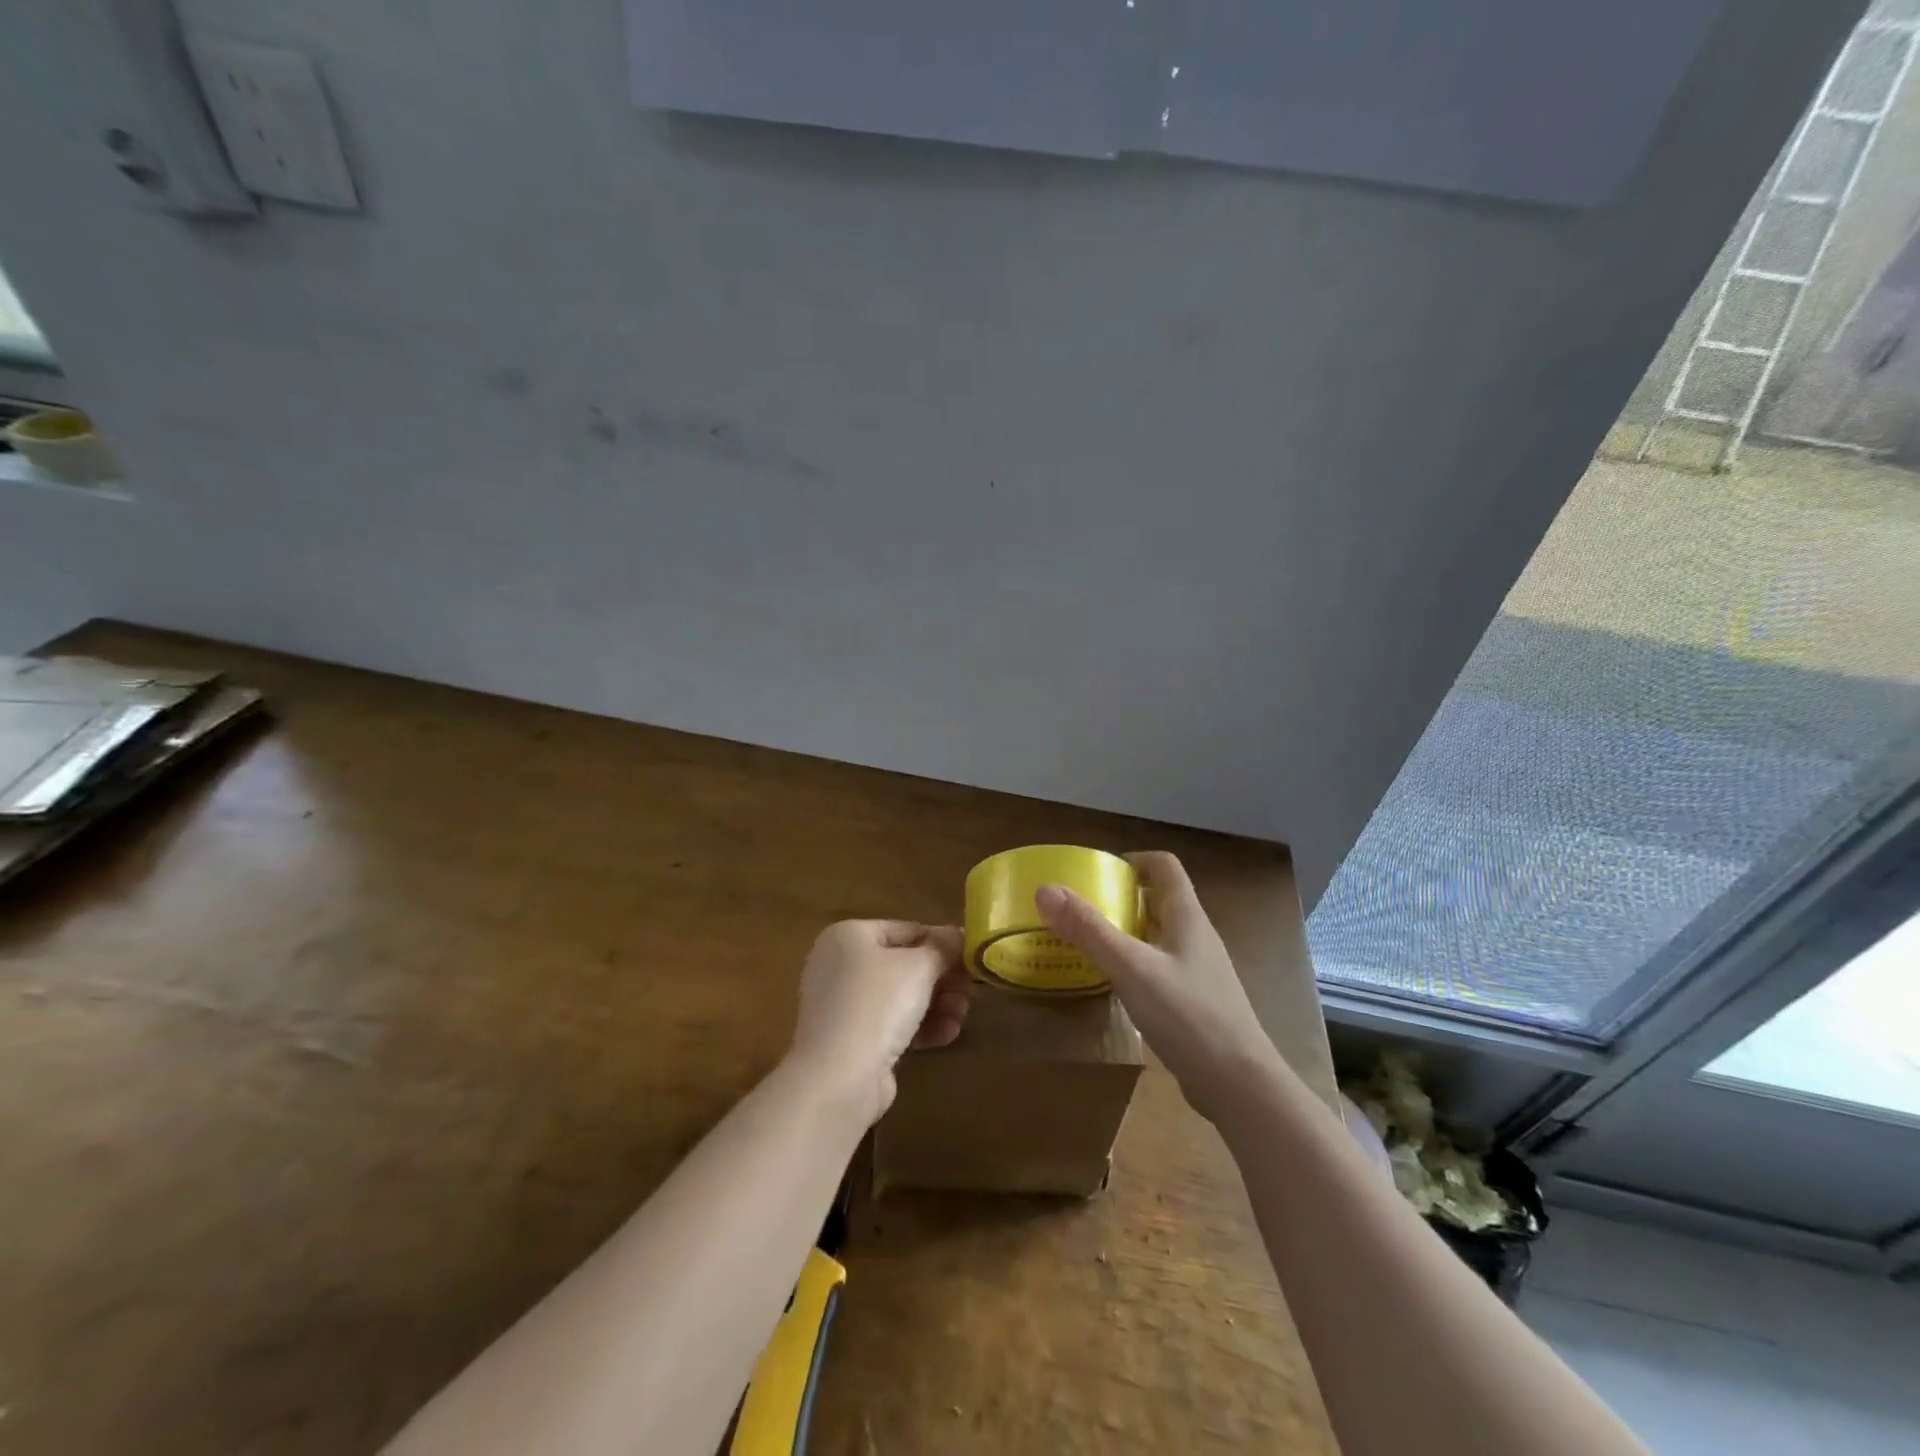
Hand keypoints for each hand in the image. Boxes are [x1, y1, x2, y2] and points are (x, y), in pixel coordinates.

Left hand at [785, 920, 970, 1124]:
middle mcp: (840, 965)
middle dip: (942, 979)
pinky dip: (920, 1027)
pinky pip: (890, 1025)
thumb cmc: (878, 1004)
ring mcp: (842, 1005)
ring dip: (937, 1004)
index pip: (906, 930)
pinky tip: (948, 1034)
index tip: (971, 958)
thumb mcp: (920, 966)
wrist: (839, 1078)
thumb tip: (959, 935)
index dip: (941, 942)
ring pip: (900, 997)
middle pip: (904, 965)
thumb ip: (943, 947)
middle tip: (971, 990)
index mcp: (848, 936)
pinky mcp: (850, 1041)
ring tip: (962, 1015)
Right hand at [1036, 852, 1280, 1123]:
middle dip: (1120, 897)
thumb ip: (1089, 929)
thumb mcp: (1131, 968)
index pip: (1164, 866)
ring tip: (1087, 942)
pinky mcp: (1195, 1001)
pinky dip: (1133, 963)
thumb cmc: (1188, 1015)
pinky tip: (1112, 984)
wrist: (1239, 1085)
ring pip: (1158, 935)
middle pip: (1158, 899)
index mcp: (1187, 916)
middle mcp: (1195, 936)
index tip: (1096, 872)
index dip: (1132, 860)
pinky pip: (1159, 966)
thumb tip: (1046, 889)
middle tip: (1081, 908)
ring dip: (1125, 931)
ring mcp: (1198, 970)